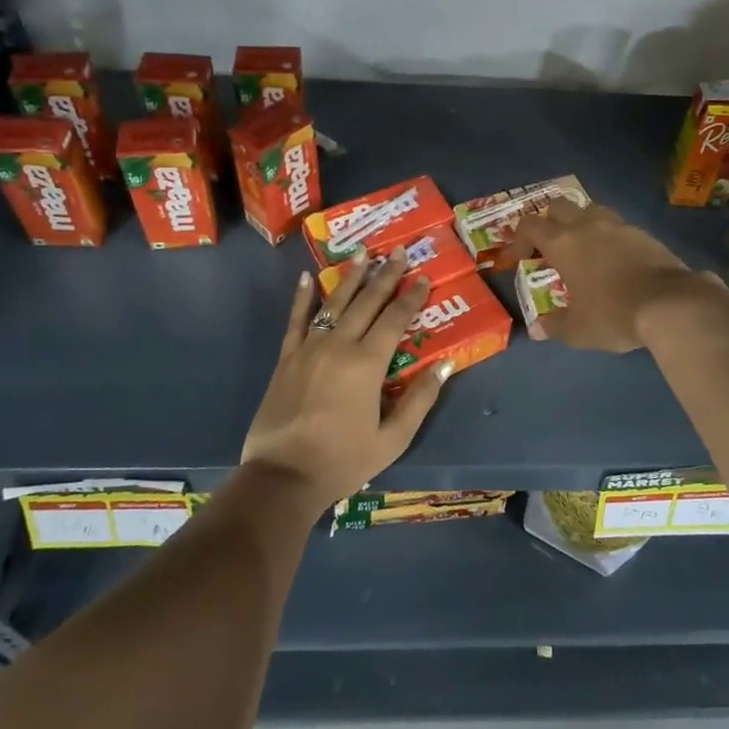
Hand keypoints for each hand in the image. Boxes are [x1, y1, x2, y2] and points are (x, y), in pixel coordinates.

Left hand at [240, 251, 449, 511]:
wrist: (283, 476)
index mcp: (368, 364)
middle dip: (385, 275)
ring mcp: (309, 349)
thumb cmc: (343, 461)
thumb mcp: (393, 439)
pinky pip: (296, 320)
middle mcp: (339, 345)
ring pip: (334, 303)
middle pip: (367, 302)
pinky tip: (308, 277)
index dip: (411, 296)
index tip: (423, 277)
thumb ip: (420, 399)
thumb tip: (445, 364)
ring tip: (363, 254)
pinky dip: (302, 297)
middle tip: (397, 252)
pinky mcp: (286, 359)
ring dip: (351, 277)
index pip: (395, 319)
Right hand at [506, 199, 702, 351]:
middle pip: (558, 206)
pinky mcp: (643, 233)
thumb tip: (538, 329)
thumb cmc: (614, 314)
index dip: (518, 239)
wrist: (670, 303)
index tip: (517, 260)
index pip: (530, 226)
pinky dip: (608, 236)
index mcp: (563, 243)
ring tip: (582, 249)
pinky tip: (613, 259)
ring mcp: (618, 225)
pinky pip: (617, 225)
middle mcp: (587, 225)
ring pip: (590, 209)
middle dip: (548, 221)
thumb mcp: (579, 330)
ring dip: (580, 223)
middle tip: (548, 247)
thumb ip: (555, 326)